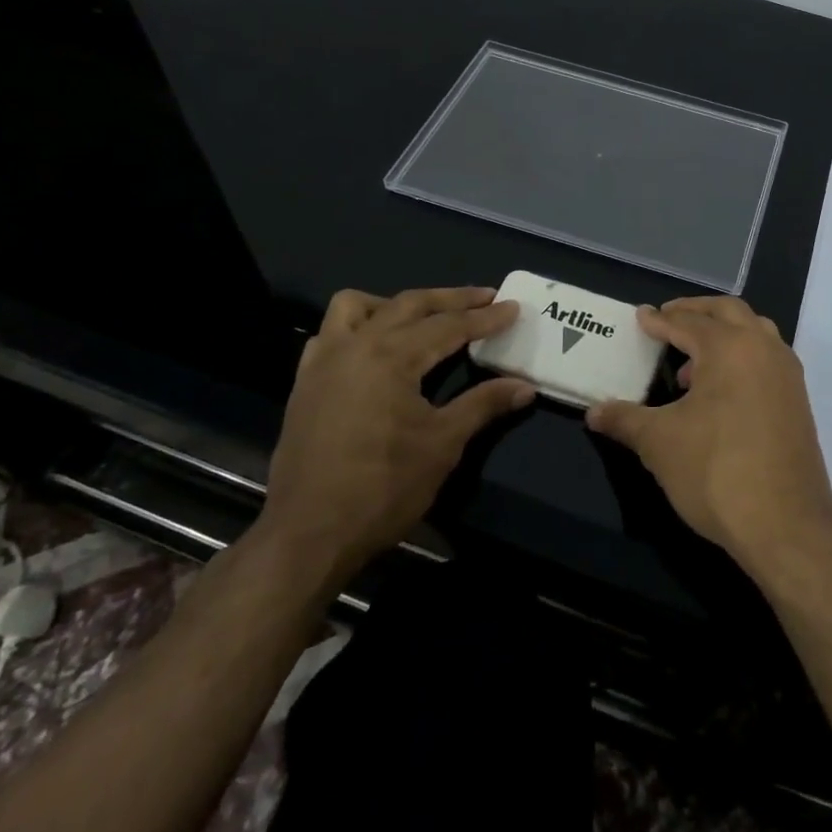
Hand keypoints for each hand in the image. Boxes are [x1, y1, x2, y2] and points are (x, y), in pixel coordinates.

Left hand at [255, 286, 533, 591]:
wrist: (309, 533)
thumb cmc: (383, 487)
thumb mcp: (443, 444)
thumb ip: (483, 405)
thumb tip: (525, 386)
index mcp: (392, 356)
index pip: (449, 326)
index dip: (485, 318)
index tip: (513, 308)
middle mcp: (356, 345)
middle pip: (410, 304)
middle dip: (451, 298)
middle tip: (486, 297)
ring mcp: (324, 361)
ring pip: (357, 306)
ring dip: (395, 304)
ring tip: (422, 318)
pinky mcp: (305, 382)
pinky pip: (329, 333)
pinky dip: (356, 327)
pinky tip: (372, 348)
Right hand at [585, 296, 831, 581]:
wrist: (786, 525)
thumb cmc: (716, 472)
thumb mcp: (660, 443)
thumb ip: (625, 420)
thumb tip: (594, 413)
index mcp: (730, 347)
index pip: (688, 322)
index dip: (660, 320)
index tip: (641, 318)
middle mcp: (764, 349)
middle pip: (728, 311)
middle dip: (696, 311)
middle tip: (668, 319)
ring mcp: (787, 374)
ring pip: (754, 332)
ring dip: (723, 334)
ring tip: (691, 362)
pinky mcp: (798, 401)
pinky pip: (767, 359)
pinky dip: (742, 357)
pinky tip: (719, 393)